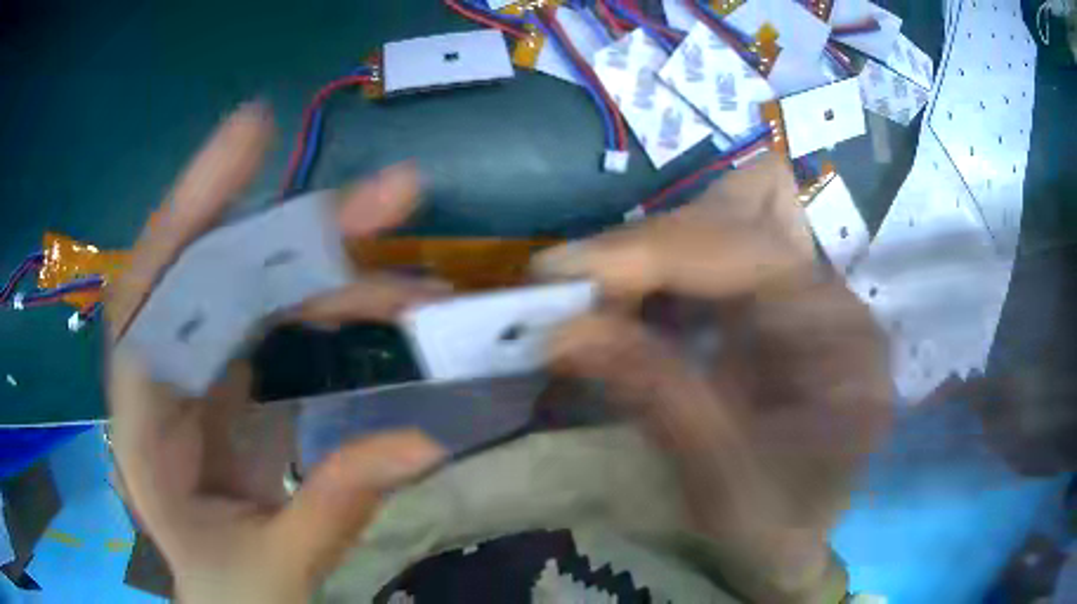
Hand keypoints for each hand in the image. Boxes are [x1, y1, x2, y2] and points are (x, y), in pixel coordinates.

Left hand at [106, 103, 446, 603]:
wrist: (231, 596)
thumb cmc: (231, 588)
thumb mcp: (275, 567)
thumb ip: (332, 509)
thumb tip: (425, 442)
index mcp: (143, 424)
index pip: (149, 300)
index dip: (191, 212)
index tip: (251, 135)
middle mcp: (165, 375)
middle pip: (215, 274)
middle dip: (298, 229)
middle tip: (393, 195)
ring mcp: (203, 369)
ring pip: (259, 290)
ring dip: (337, 273)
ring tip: (418, 281)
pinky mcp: (237, 376)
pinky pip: (282, 321)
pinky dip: (337, 308)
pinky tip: (388, 308)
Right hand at [537, 154, 891, 601]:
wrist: (793, 536)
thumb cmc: (777, 523)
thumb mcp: (723, 480)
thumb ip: (656, 395)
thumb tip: (564, 330)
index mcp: (845, 335)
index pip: (752, 252)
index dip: (654, 251)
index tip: (561, 272)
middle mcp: (828, 295)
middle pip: (732, 224)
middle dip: (641, 251)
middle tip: (566, 293)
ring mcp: (797, 293)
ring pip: (713, 233)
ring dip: (642, 260)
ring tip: (588, 301)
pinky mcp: (766, 305)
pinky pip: (703, 266)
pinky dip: (652, 281)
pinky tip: (621, 307)